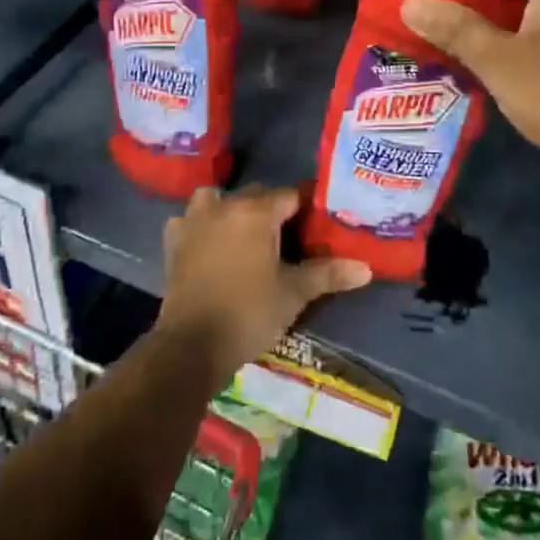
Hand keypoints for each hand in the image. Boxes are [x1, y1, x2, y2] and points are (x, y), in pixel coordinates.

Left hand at [157, 185, 370, 386]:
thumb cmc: (249, 312)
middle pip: (256, 195)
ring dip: (231, 209)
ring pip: (217, 199)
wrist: (193, 344)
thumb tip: (366, 268)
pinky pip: (190, 220)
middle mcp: (224, 206)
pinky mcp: (174, 241)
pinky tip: (210, 245)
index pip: (290, 195)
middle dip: (273, 209)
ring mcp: (193, 221)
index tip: (318, 223)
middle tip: (290, 236)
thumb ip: (328, 274)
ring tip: (245, 234)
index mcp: (256, 212)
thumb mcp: (294, 293)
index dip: (307, 207)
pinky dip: (201, 226)